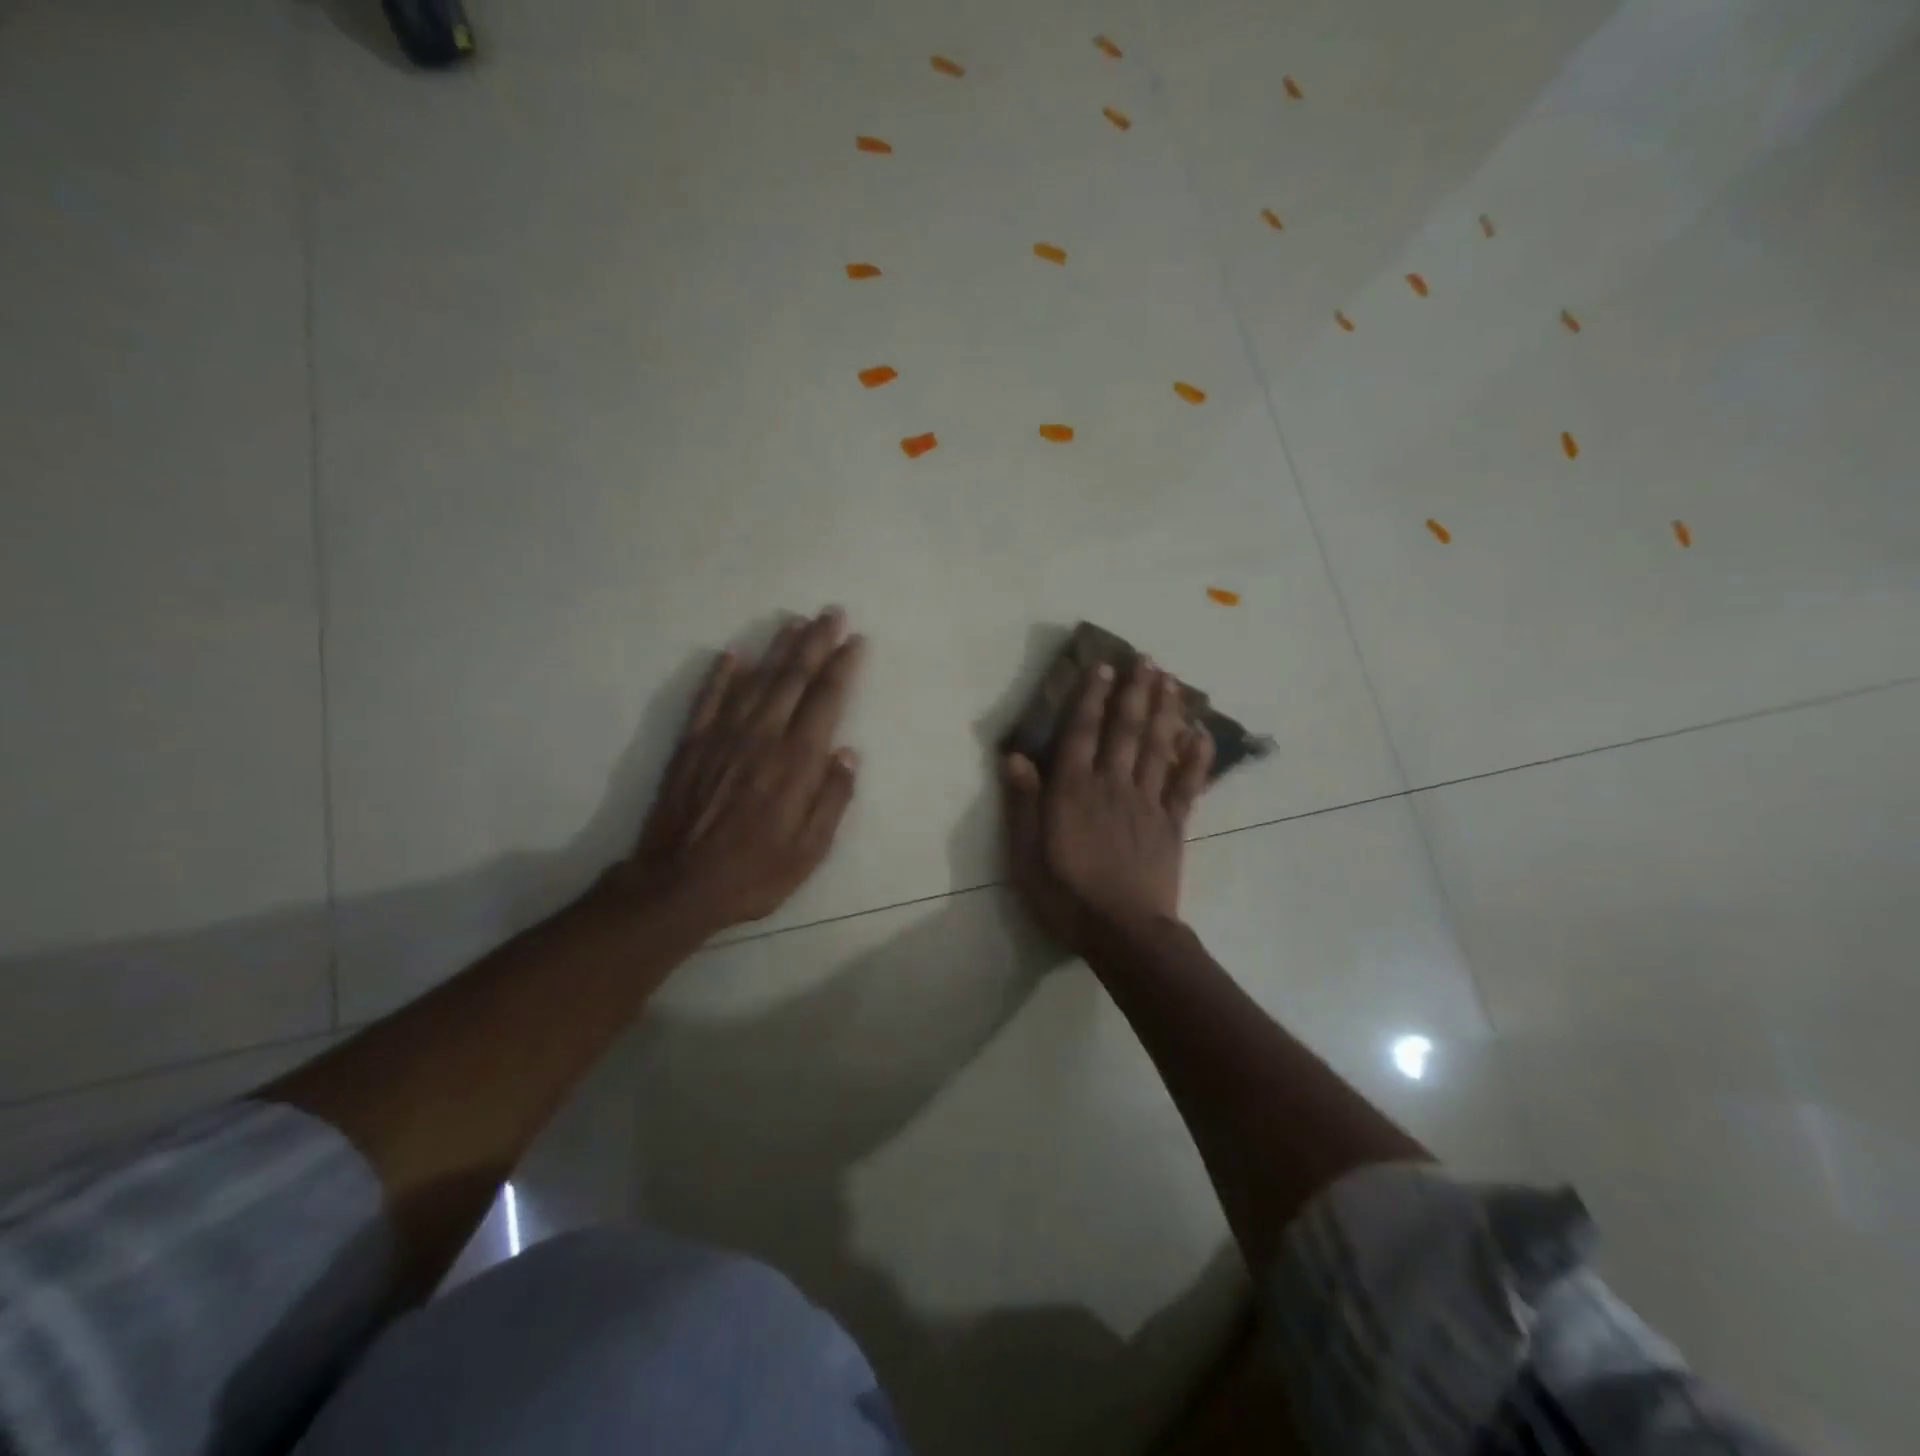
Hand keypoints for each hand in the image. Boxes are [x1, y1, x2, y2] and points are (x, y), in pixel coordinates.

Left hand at [614, 607, 865, 935]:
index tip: (856, 640)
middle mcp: (762, 737)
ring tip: (795, 622)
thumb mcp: (810, 850)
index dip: (843, 667)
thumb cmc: (754, 873)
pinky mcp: (692, 745)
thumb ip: (832, 799)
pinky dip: (721, 674)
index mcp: (795, 762)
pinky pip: (708, 699)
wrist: (678, 885)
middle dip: (815, 642)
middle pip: (793, 679)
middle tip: (831, 613)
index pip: (826, 700)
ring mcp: (723, 737)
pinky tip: (733, 654)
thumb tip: (848, 753)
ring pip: (756, 680)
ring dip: (778, 648)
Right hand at [1001, 656, 1212, 953]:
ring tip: (1171, 681)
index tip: (1103, 668)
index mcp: (1074, 790)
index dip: (1091, 698)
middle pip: (1126, 731)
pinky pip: (1186, 785)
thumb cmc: (1066, 893)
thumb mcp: (1026, 852)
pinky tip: (1202, 735)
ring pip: (1157, 748)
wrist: (1122, 931)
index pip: (1082, 733)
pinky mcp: (1172, 825)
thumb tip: (1014, 756)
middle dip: (1135, 693)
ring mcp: (1146, 803)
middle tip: (1147, 660)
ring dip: (1164, 712)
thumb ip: (1022, 803)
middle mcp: (1112, 785)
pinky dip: (1195, 758)